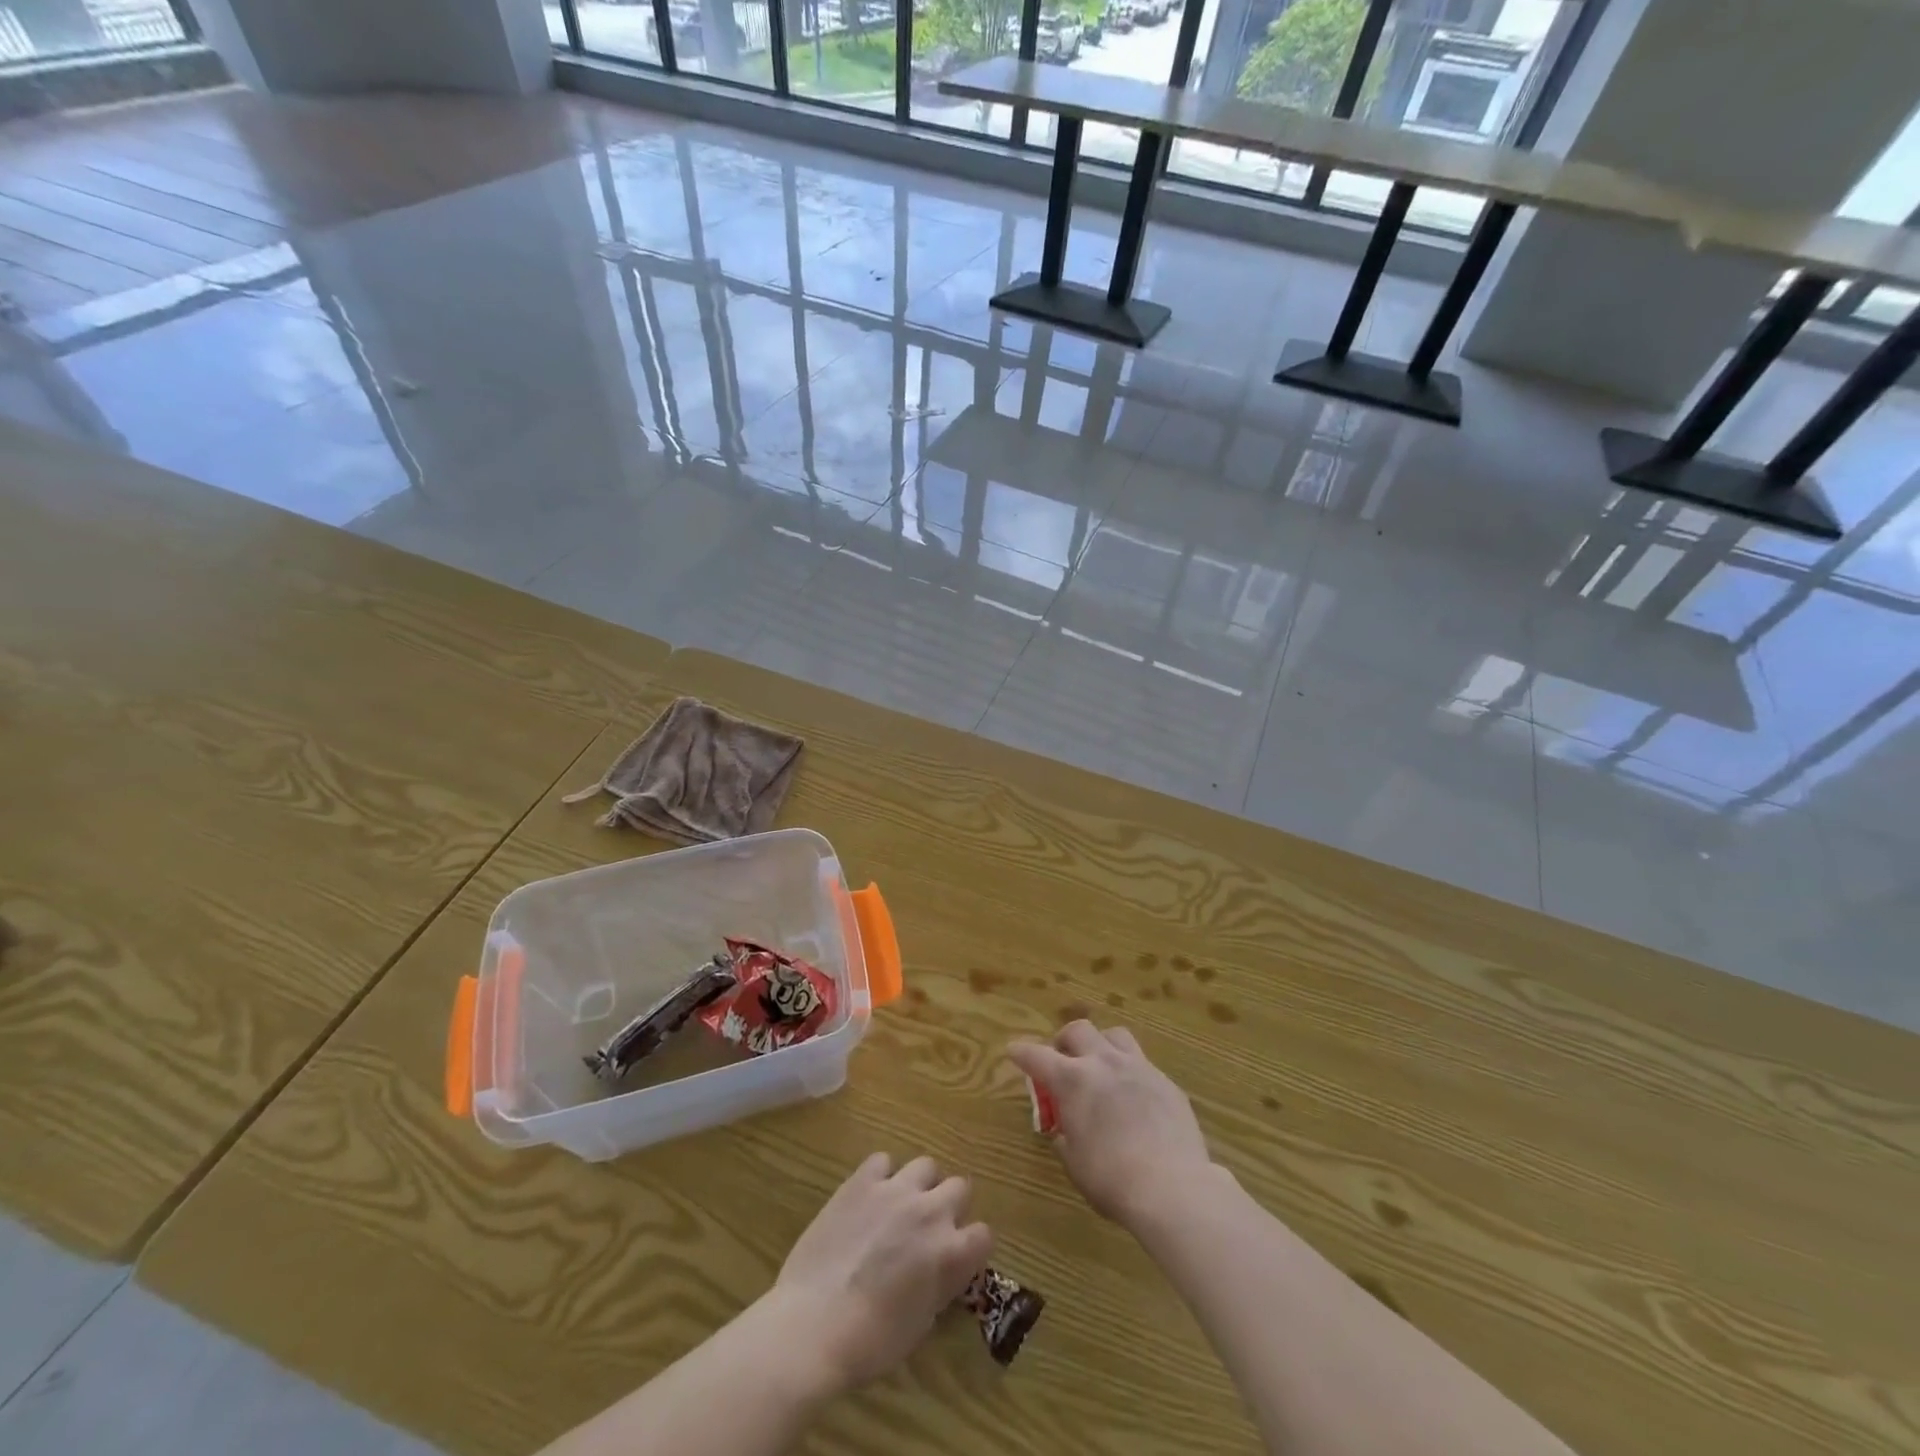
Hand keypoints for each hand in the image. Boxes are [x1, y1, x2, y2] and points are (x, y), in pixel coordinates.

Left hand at [770, 1152, 992, 1392]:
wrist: (814, 1324)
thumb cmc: (870, 1342)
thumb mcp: (920, 1324)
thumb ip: (938, 1286)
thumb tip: (938, 1272)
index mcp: (951, 1254)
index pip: (983, 1234)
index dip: (971, 1247)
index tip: (957, 1257)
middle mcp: (931, 1212)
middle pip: (960, 1186)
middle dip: (951, 1204)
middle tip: (930, 1226)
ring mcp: (896, 1191)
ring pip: (926, 1165)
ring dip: (920, 1184)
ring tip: (902, 1204)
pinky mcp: (862, 1181)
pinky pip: (882, 1161)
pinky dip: (881, 1175)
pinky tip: (870, 1195)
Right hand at [1008, 1020, 1211, 1227]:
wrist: (1172, 1187)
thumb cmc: (1111, 1179)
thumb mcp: (1074, 1162)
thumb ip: (1065, 1137)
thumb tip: (1065, 1131)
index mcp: (1072, 1080)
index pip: (1037, 1056)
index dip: (1022, 1052)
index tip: (1014, 1050)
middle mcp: (1103, 1062)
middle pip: (1078, 1030)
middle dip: (1064, 1041)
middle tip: (1062, 1060)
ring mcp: (1138, 1067)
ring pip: (1114, 1035)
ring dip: (1101, 1045)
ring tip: (1100, 1065)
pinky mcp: (1166, 1081)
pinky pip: (1142, 1063)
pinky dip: (1129, 1072)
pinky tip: (1133, 1096)